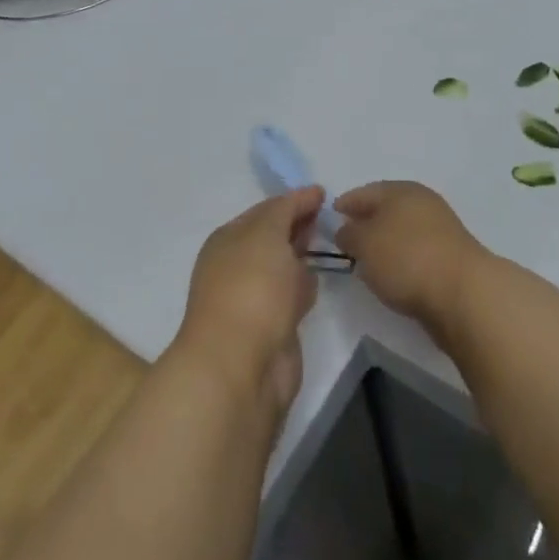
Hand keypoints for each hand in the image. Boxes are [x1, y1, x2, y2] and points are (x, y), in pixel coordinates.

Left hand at [175, 187, 323, 414]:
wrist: (241, 365)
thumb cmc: (251, 287)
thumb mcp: (267, 233)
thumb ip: (286, 209)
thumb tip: (307, 194)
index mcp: (228, 239)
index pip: (264, 211)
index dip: (292, 200)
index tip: (323, 194)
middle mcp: (237, 266)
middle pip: (273, 238)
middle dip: (296, 226)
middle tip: (329, 216)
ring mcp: (254, 299)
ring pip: (283, 268)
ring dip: (301, 257)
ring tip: (330, 244)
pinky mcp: (272, 328)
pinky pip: (292, 297)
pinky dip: (304, 287)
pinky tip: (319, 282)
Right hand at [334, 181, 485, 336]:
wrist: (463, 293)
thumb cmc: (406, 258)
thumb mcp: (365, 244)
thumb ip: (349, 234)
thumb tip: (346, 230)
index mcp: (400, 190)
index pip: (364, 192)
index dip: (345, 203)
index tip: (329, 217)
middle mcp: (422, 202)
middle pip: (386, 209)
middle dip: (365, 222)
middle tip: (345, 240)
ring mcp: (440, 229)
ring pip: (402, 230)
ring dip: (384, 242)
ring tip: (366, 261)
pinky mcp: (450, 256)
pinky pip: (415, 250)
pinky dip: (401, 258)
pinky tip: (392, 274)